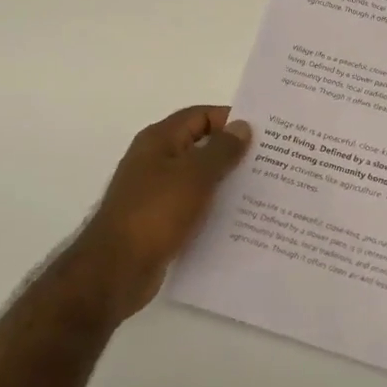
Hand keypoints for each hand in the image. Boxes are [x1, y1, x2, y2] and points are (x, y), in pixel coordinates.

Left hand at [66, 105, 251, 322]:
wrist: (116, 270)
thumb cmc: (155, 213)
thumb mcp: (194, 176)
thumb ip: (221, 150)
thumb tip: (242, 126)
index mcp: (159, 140)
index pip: (200, 116)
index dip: (230, 120)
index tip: (264, 133)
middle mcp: (155, 161)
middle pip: (200, 146)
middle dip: (233, 152)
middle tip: (271, 162)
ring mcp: (155, 192)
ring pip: (198, 179)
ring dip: (225, 183)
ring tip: (262, 191)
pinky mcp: (159, 221)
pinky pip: (193, 206)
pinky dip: (213, 209)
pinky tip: (238, 221)